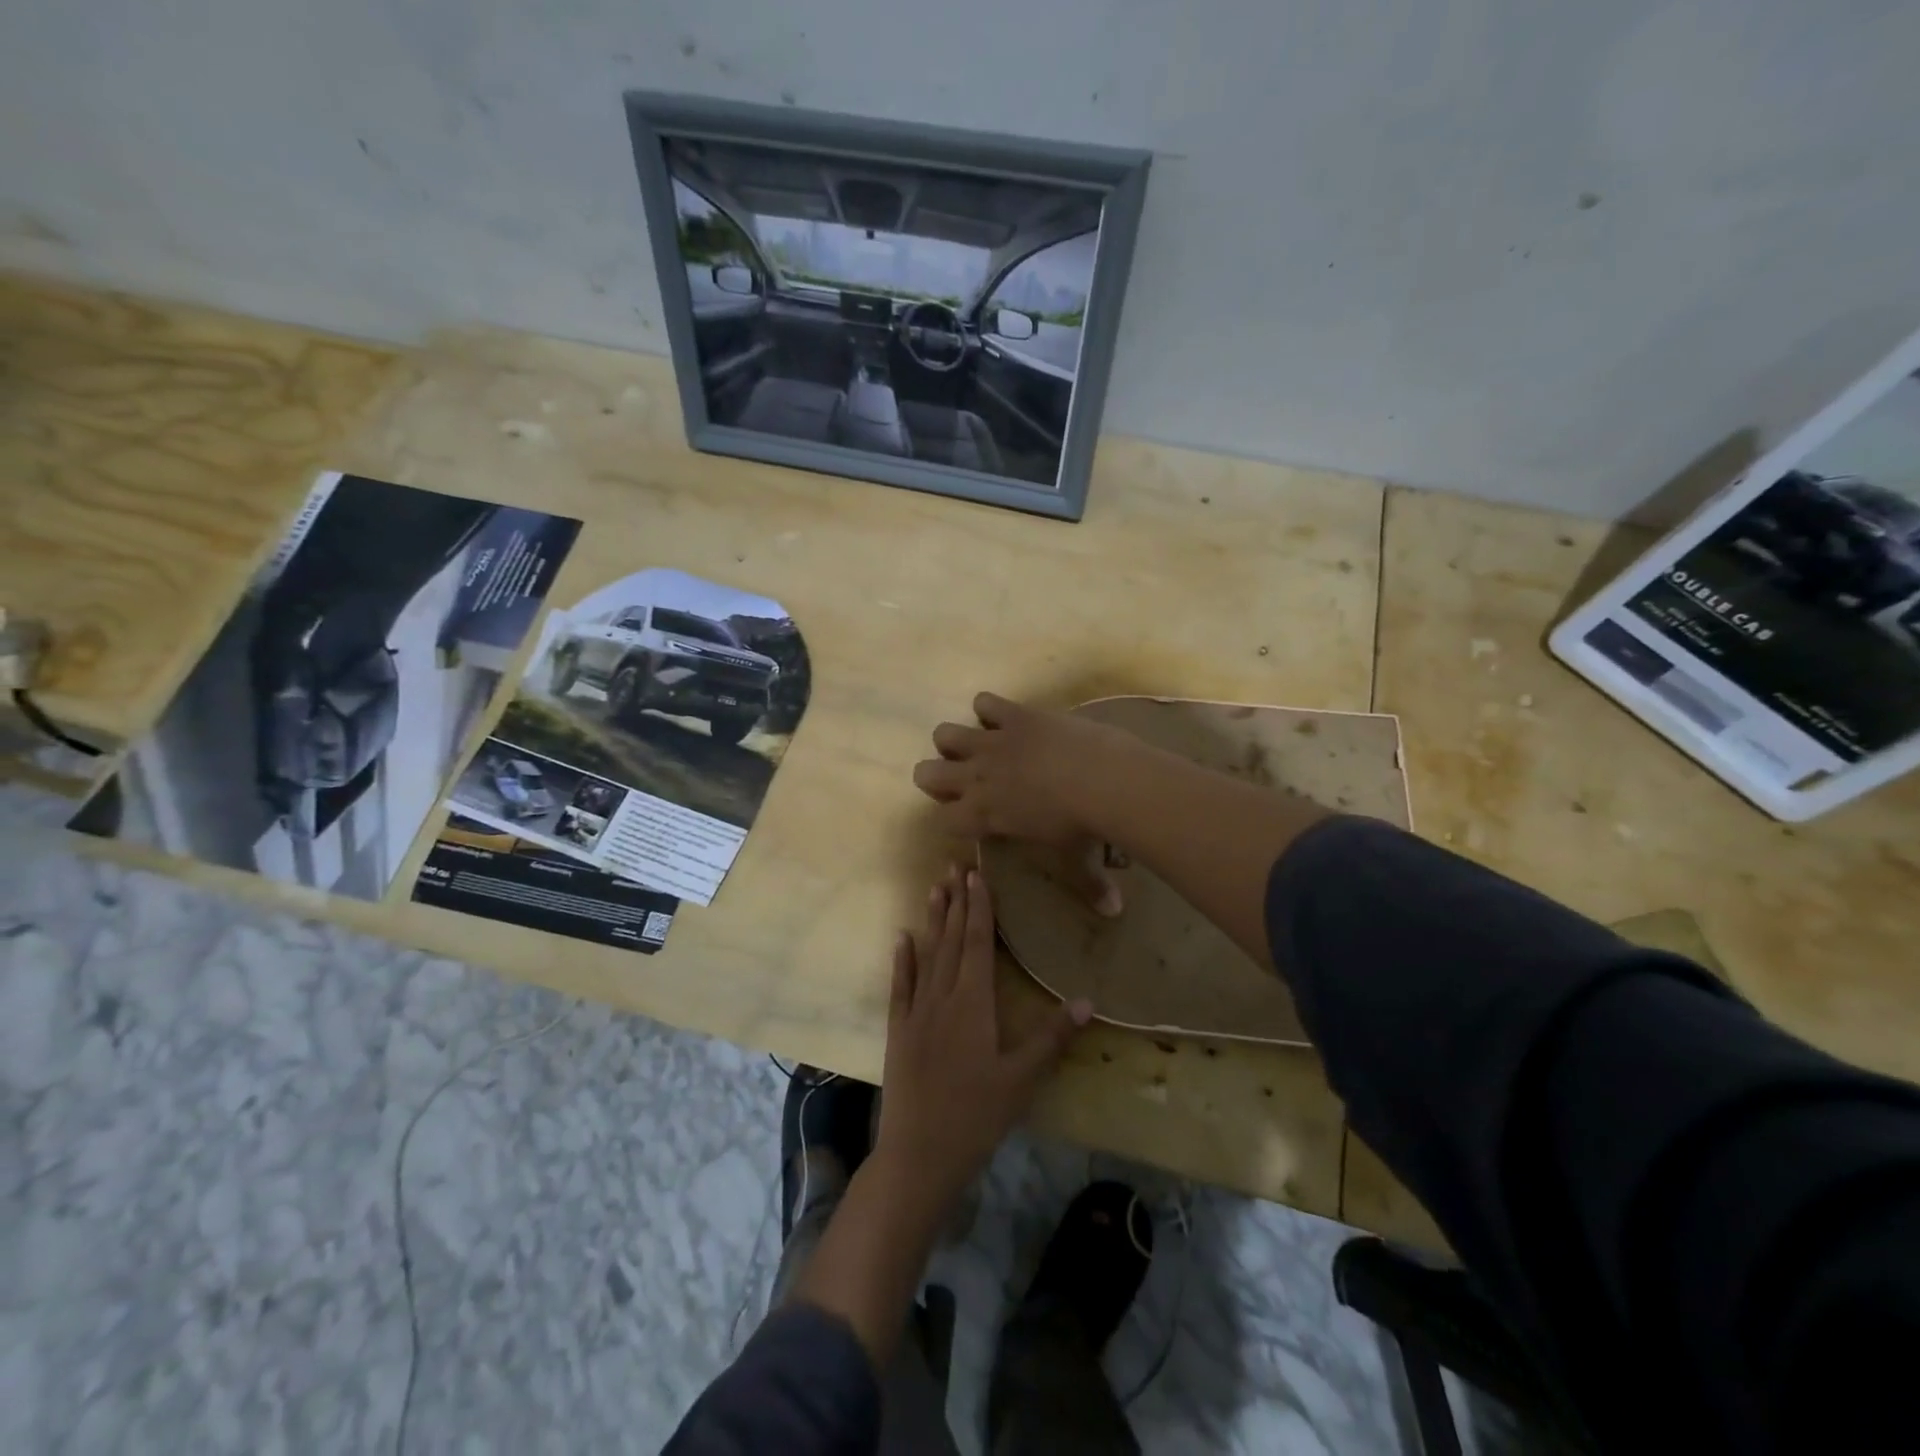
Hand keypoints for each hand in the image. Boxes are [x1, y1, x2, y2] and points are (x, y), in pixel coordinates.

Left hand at [873, 866, 1091, 1211]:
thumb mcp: (1022, 1079)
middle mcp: (942, 997)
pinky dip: (902, 960)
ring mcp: (916, 1012)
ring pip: (926, 955)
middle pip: (951, 940)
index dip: (978, 907)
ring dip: (932, 921)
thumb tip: (1086, 1000)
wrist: (919, 1153)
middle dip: (955, 903)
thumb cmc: (977, 1115)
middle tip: (955, 867)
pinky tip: (901, 938)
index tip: (976, 876)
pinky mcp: (898, 1031)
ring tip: (934, 889)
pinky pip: (900, 986)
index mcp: (974, 1003)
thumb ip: (1052, 1037)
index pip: (977, 943)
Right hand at [911, 693, 1136, 913]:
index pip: (943, 820)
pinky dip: (990, 708)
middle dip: (938, 776)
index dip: (952, 818)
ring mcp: (992, 743)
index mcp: (984, 816)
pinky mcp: (1014, 715)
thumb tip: (1113, 911)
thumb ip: (1090, 886)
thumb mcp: (1080, 862)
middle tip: (965, 779)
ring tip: (980, 745)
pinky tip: (1007, 717)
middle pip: (926, 773)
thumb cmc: (1084, 829)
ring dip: (956, 739)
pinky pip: (985, 702)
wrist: (1104, 781)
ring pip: (945, 733)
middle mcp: (977, 778)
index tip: (970, 817)